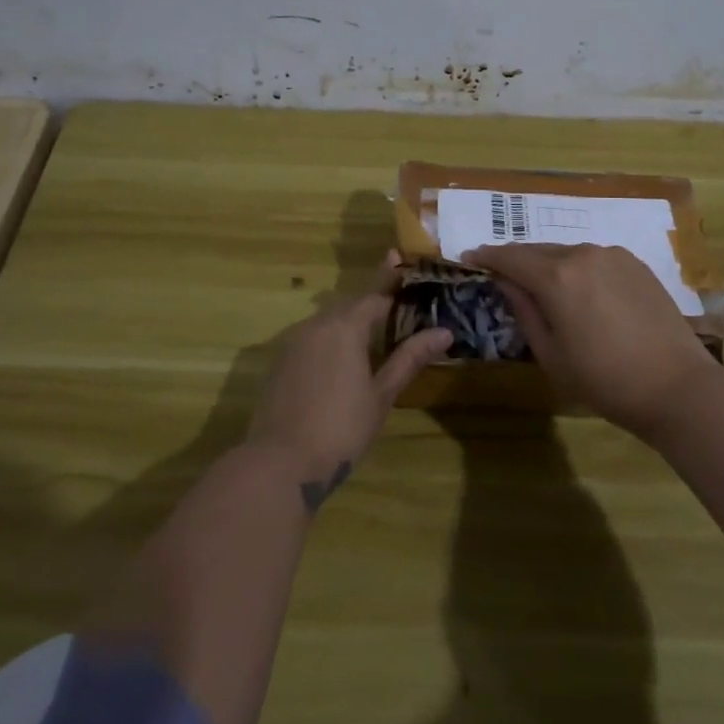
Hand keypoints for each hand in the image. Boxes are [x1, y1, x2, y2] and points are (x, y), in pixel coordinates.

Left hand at [247, 251, 451, 510]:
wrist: (280, 462)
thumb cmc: (341, 428)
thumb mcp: (382, 394)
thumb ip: (410, 358)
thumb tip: (444, 331)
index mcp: (345, 325)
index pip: (376, 293)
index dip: (393, 280)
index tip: (402, 261)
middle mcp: (317, 324)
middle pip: (351, 304)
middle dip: (373, 302)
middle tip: (396, 303)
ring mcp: (293, 342)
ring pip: (328, 320)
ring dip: (350, 321)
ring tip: (373, 334)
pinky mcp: (280, 362)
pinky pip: (312, 338)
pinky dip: (330, 339)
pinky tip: (341, 360)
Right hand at [463, 242, 720, 441]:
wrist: (677, 387)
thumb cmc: (605, 380)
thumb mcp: (550, 354)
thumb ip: (524, 311)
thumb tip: (506, 283)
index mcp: (556, 277)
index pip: (511, 257)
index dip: (487, 257)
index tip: (470, 257)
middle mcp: (583, 254)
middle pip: (539, 250)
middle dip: (518, 261)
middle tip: (503, 275)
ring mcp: (613, 255)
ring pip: (568, 253)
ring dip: (549, 265)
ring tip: (543, 287)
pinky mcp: (636, 264)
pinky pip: (594, 259)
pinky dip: (578, 269)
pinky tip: (580, 291)